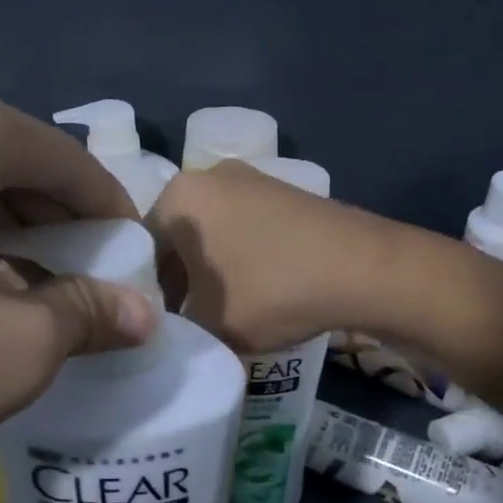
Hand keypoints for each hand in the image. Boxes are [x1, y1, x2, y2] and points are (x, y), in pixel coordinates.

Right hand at [147, 161, 406, 353]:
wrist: (362, 268)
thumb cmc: (271, 290)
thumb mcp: (209, 324)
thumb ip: (176, 326)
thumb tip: (172, 326)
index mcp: (179, 197)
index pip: (140, 248)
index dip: (146, 291)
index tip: (161, 324)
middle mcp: (208, 175)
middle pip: (176, 236)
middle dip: (178, 278)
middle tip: (188, 320)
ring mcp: (250, 178)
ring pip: (211, 231)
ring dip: (209, 268)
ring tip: (223, 308)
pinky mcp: (283, 191)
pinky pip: (244, 225)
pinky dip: (240, 255)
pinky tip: (257, 287)